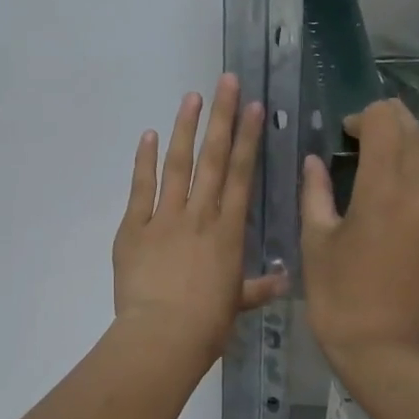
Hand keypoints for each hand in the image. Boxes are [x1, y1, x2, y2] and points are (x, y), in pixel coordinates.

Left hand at [113, 75, 287, 368]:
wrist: (162, 336)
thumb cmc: (206, 325)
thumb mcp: (236, 305)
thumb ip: (257, 287)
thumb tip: (284, 280)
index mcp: (229, 231)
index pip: (242, 175)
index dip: (249, 139)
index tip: (254, 108)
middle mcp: (200, 215)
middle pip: (214, 159)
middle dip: (222, 118)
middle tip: (227, 81)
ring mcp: (165, 218)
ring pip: (178, 164)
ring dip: (185, 128)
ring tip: (192, 96)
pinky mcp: (134, 228)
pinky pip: (141, 188)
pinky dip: (143, 161)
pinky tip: (147, 135)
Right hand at [301, 100, 418, 371]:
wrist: (385, 352)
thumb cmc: (337, 297)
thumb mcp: (316, 242)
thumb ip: (316, 192)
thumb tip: (314, 162)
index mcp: (384, 191)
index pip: (386, 123)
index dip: (367, 116)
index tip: (348, 132)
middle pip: (415, 138)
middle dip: (390, 127)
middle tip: (366, 137)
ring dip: (403, 169)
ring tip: (377, 195)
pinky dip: (417, 205)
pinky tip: (397, 233)